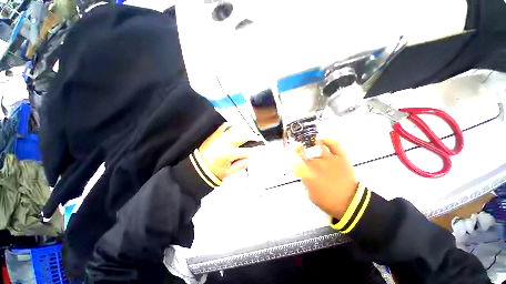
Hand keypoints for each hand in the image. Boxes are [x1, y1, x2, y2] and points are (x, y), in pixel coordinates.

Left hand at [199, 123, 255, 179]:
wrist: (198, 167)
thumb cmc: (213, 171)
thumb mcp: (229, 172)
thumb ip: (241, 165)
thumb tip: (250, 159)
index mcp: (228, 153)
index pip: (245, 151)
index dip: (252, 153)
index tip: (254, 154)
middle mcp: (225, 143)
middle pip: (242, 136)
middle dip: (251, 137)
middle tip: (255, 139)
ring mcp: (220, 137)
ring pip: (235, 129)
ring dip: (242, 131)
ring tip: (246, 134)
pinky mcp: (215, 134)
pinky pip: (224, 126)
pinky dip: (230, 126)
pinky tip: (234, 129)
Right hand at [291, 138, 358, 218]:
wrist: (350, 203)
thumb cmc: (328, 201)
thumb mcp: (311, 195)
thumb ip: (305, 182)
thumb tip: (304, 174)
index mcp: (308, 173)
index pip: (295, 162)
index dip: (290, 158)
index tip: (288, 156)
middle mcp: (317, 164)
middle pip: (304, 153)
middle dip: (298, 150)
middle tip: (296, 147)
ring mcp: (329, 159)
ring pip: (317, 147)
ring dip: (310, 143)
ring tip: (307, 140)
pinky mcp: (340, 158)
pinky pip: (334, 145)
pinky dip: (328, 141)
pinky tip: (322, 139)